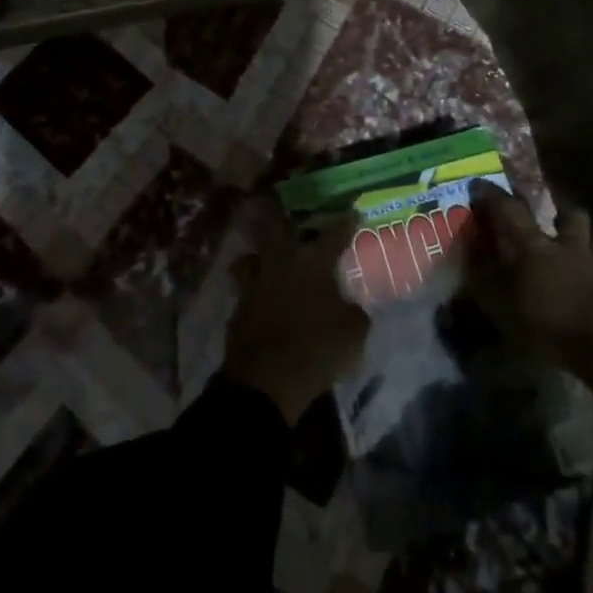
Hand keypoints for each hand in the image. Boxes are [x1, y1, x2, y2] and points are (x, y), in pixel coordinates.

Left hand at [222, 208, 370, 424]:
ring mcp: (255, 282)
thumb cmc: (316, 348)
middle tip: (294, 221)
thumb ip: (353, 311)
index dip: (345, 223)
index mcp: (313, 262)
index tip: (352, 212)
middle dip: (286, 222)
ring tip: (271, 260)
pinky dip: (256, 290)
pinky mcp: (238, 307)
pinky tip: (264, 298)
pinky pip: (248, 288)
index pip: (334, 234)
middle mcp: (282, 262)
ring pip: (254, 257)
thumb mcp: (354, 332)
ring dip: (262, 256)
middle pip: (279, 229)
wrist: (265, 380)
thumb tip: (349, 304)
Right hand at [463, 182, 592, 450]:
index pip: (510, 209)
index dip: (492, 196)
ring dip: (589, 235)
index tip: (479, 185)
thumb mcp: (501, 306)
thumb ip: (484, 278)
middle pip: (569, 213)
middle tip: (552, 220)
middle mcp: (568, 245)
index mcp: (535, 246)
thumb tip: (471, 255)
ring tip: (580, 244)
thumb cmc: (546, 324)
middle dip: (560, 212)